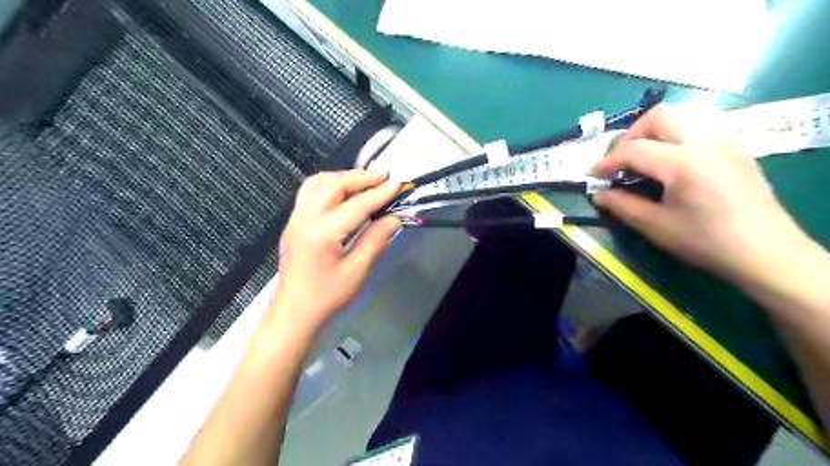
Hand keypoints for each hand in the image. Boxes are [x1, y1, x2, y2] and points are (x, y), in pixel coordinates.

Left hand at [267, 172, 400, 334]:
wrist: (294, 314)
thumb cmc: (327, 297)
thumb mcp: (357, 271)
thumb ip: (376, 240)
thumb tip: (395, 218)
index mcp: (323, 233)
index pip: (357, 205)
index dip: (380, 193)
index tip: (397, 183)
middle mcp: (305, 218)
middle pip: (333, 185)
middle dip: (360, 177)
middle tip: (383, 176)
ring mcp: (295, 219)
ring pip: (317, 183)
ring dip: (342, 177)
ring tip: (364, 180)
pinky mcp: (293, 223)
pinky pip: (309, 192)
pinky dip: (328, 184)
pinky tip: (342, 192)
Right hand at [594, 103, 815, 283]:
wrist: (765, 251)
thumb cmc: (706, 241)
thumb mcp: (656, 227)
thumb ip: (623, 206)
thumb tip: (599, 194)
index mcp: (683, 163)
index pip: (634, 148)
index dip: (608, 161)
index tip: (596, 175)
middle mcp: (705, 141)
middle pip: (659, 116)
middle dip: (631, 135)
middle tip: (620, 160)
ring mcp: (724, 140)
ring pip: (681, 114)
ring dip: (654, 130)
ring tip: (643, 155)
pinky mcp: (735, 146)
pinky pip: (699, 124)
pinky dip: (675, 133)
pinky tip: (670, 158)